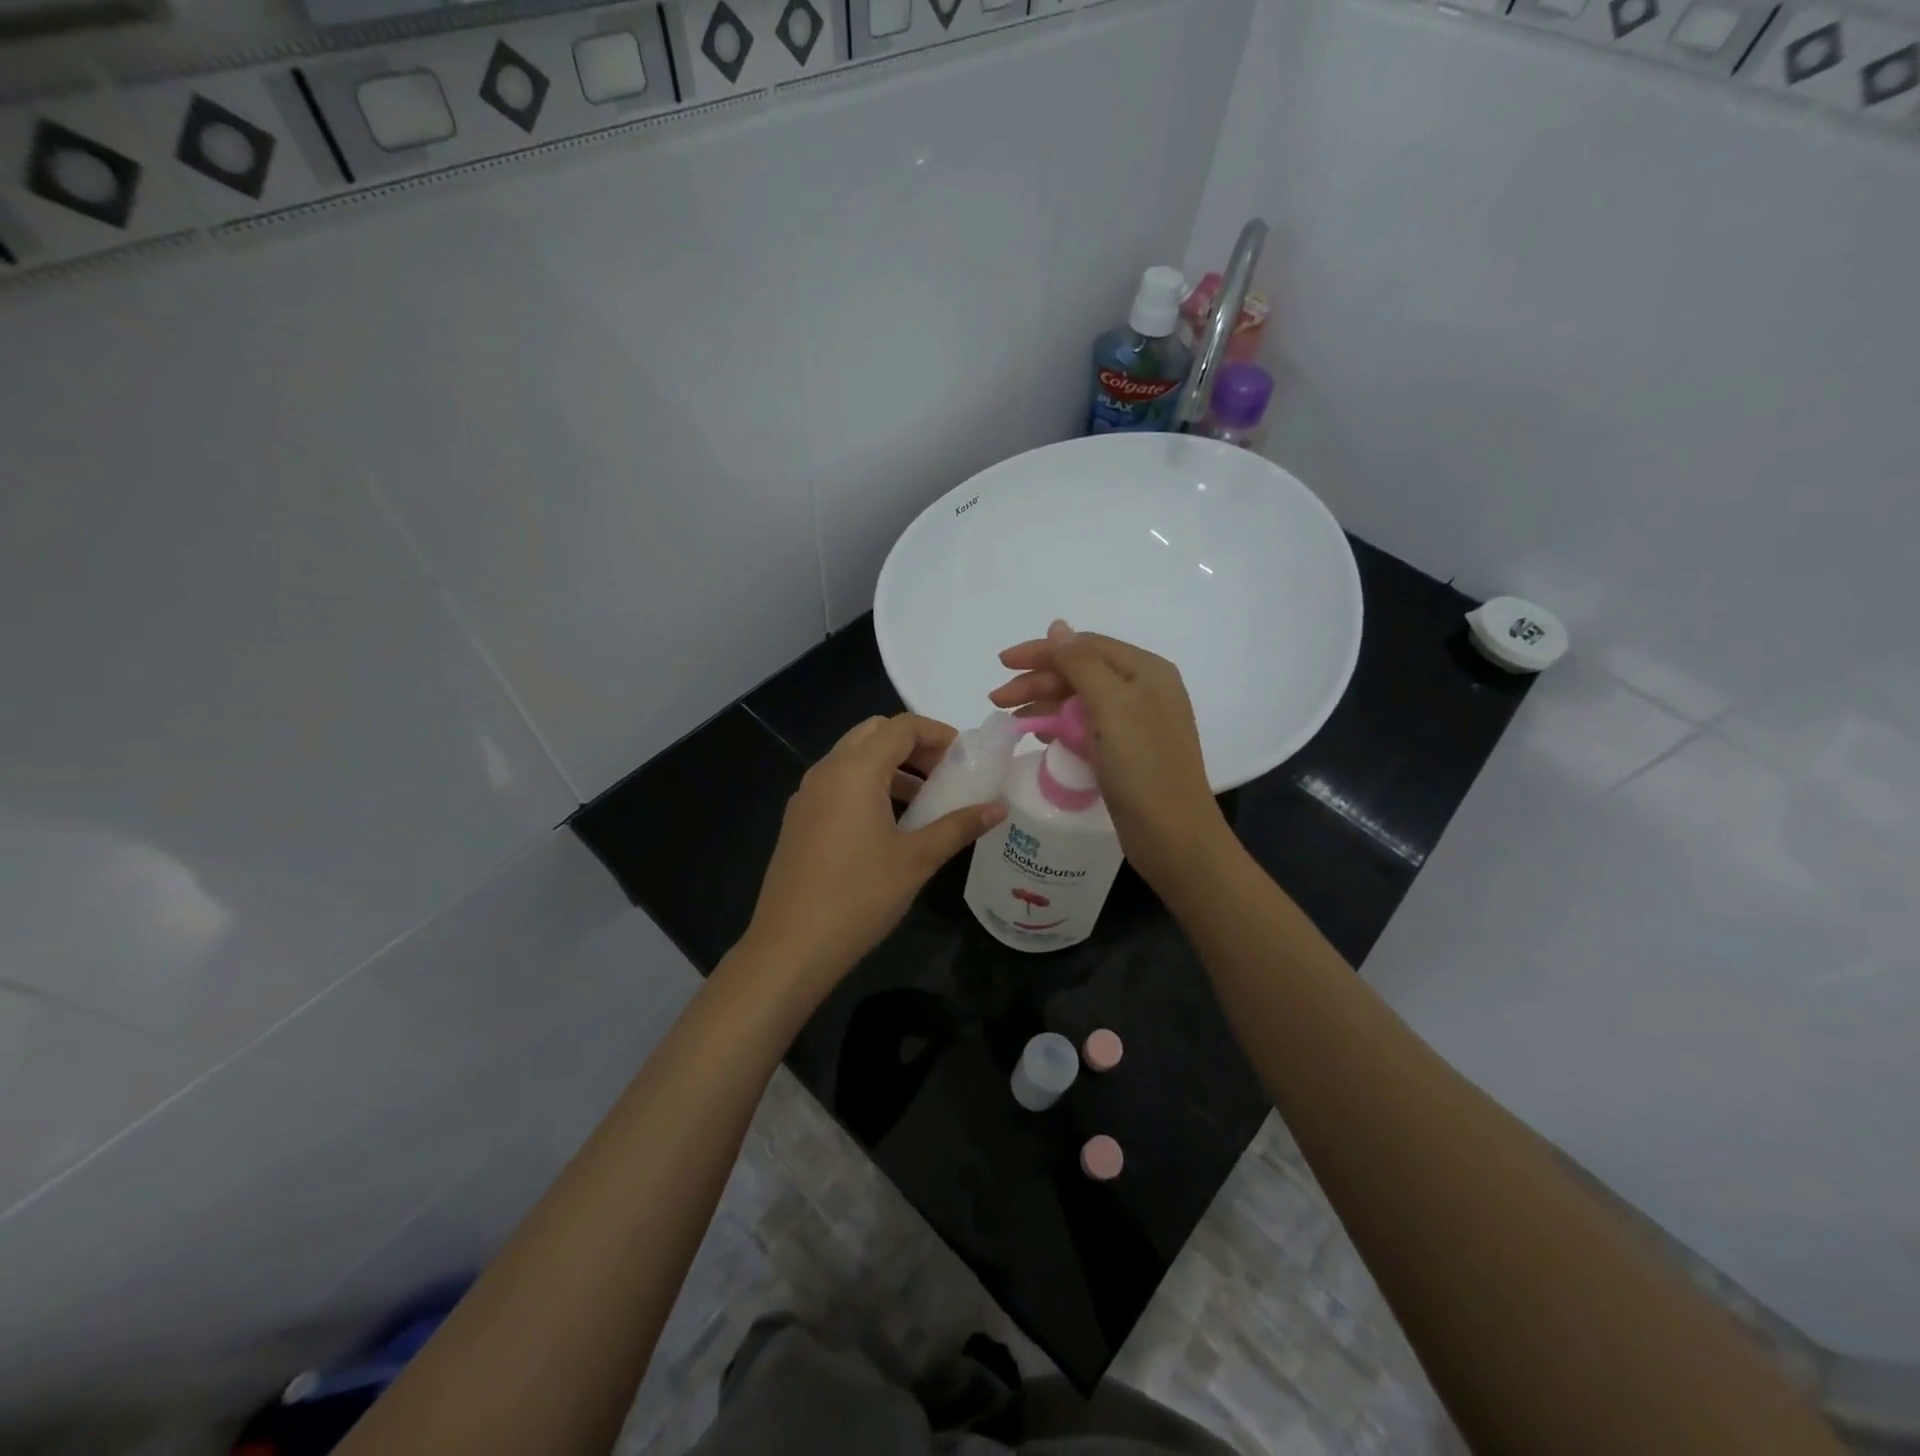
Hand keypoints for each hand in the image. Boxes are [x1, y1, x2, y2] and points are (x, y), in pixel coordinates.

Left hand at [740, 713, 1004, 1002]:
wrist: (791, 946)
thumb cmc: (860, 897)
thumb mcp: (917, 860)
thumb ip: (958, 826)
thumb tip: (997, 808)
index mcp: (855, 771)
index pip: (901, 726)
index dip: (938, 733)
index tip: (965, 757)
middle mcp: (826, 771)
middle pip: (874, 733)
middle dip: (913, 745)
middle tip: (944, 774)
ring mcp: (807, 795)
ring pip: (853, 758)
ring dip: (890, 766)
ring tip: (923, 801)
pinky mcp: (798, 819)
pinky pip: (837, 783)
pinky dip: (867, 785)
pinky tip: (888, 825)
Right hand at [990, 620, 1228, 889]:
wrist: (1172, 835)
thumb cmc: (1143, 765)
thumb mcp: (1111, 705)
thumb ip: (1081, 663)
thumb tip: (1057, 627)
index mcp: (1146, 671)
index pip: (1085, 646)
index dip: (1042, 651)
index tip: (1002, 663)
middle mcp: (1143, 691)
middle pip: (1081, 673)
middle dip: (1037, 681)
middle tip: (997, 699)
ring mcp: (1135, 724)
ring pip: (1080, 701)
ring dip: (1044, 705)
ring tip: (1011, 719)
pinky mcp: (1125, 753)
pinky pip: (1086, 728)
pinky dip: (1060, 727)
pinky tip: (1038, 737)